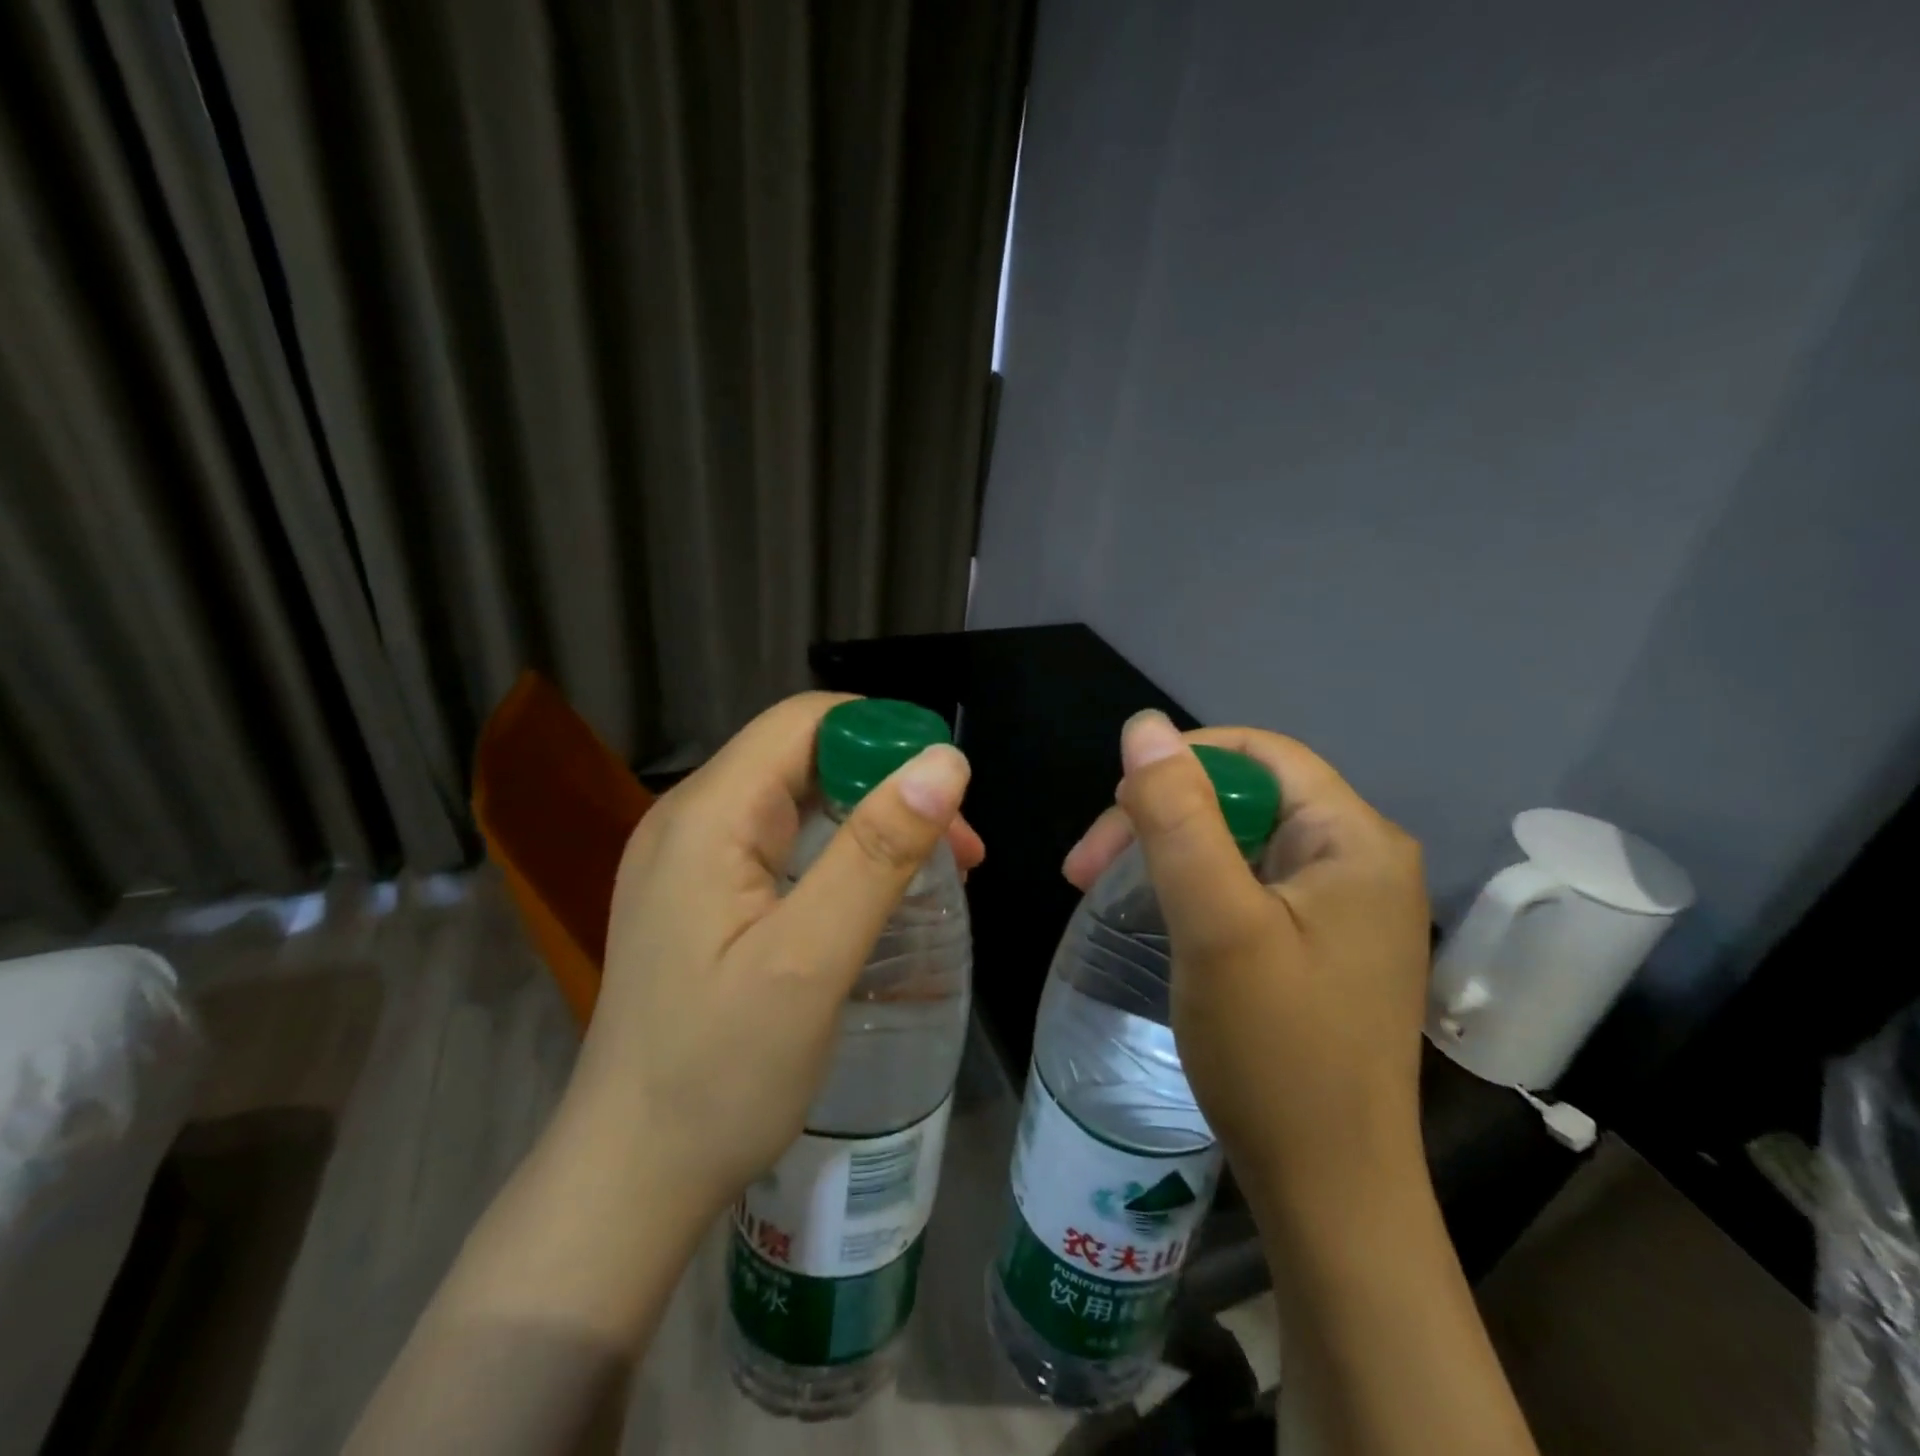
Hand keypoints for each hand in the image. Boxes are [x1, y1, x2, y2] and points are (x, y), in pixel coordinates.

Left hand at [564, 691, 976, 1217]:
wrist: (632, 1177)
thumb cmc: (719, 1073)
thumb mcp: (811, 959)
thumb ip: (876, 853)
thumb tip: (945, 761)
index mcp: (708, 816)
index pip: (804, 722)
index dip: (883, 735)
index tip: (949, 792)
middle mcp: (691, 820)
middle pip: (803, 757)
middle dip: (888, 784)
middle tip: (957, 849)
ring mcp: (691, 861)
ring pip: (798, 800)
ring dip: (870, 820)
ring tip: (934, 871)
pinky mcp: (701, 897)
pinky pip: (782, 844)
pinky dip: (840, 853)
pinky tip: (875, 894)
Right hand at [1063, 711, 1429, 1219]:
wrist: (1329, 1192)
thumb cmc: (1275, 1053)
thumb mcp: (1215, 923)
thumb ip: (1178, 817)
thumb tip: (1143, 726)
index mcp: (1354, 839)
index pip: (1258, 753)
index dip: (1179, 762)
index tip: (1114, 811)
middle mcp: (1360, 859)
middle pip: (1244, 797)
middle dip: (1160, 816)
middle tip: (1087, 868)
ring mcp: (1344, 906)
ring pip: (1239, 841)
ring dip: (1167, 852)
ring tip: (1104, 889)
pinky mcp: (1321, 944)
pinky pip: (1248, 883)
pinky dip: (1193, 887)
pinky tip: (1158, 914)